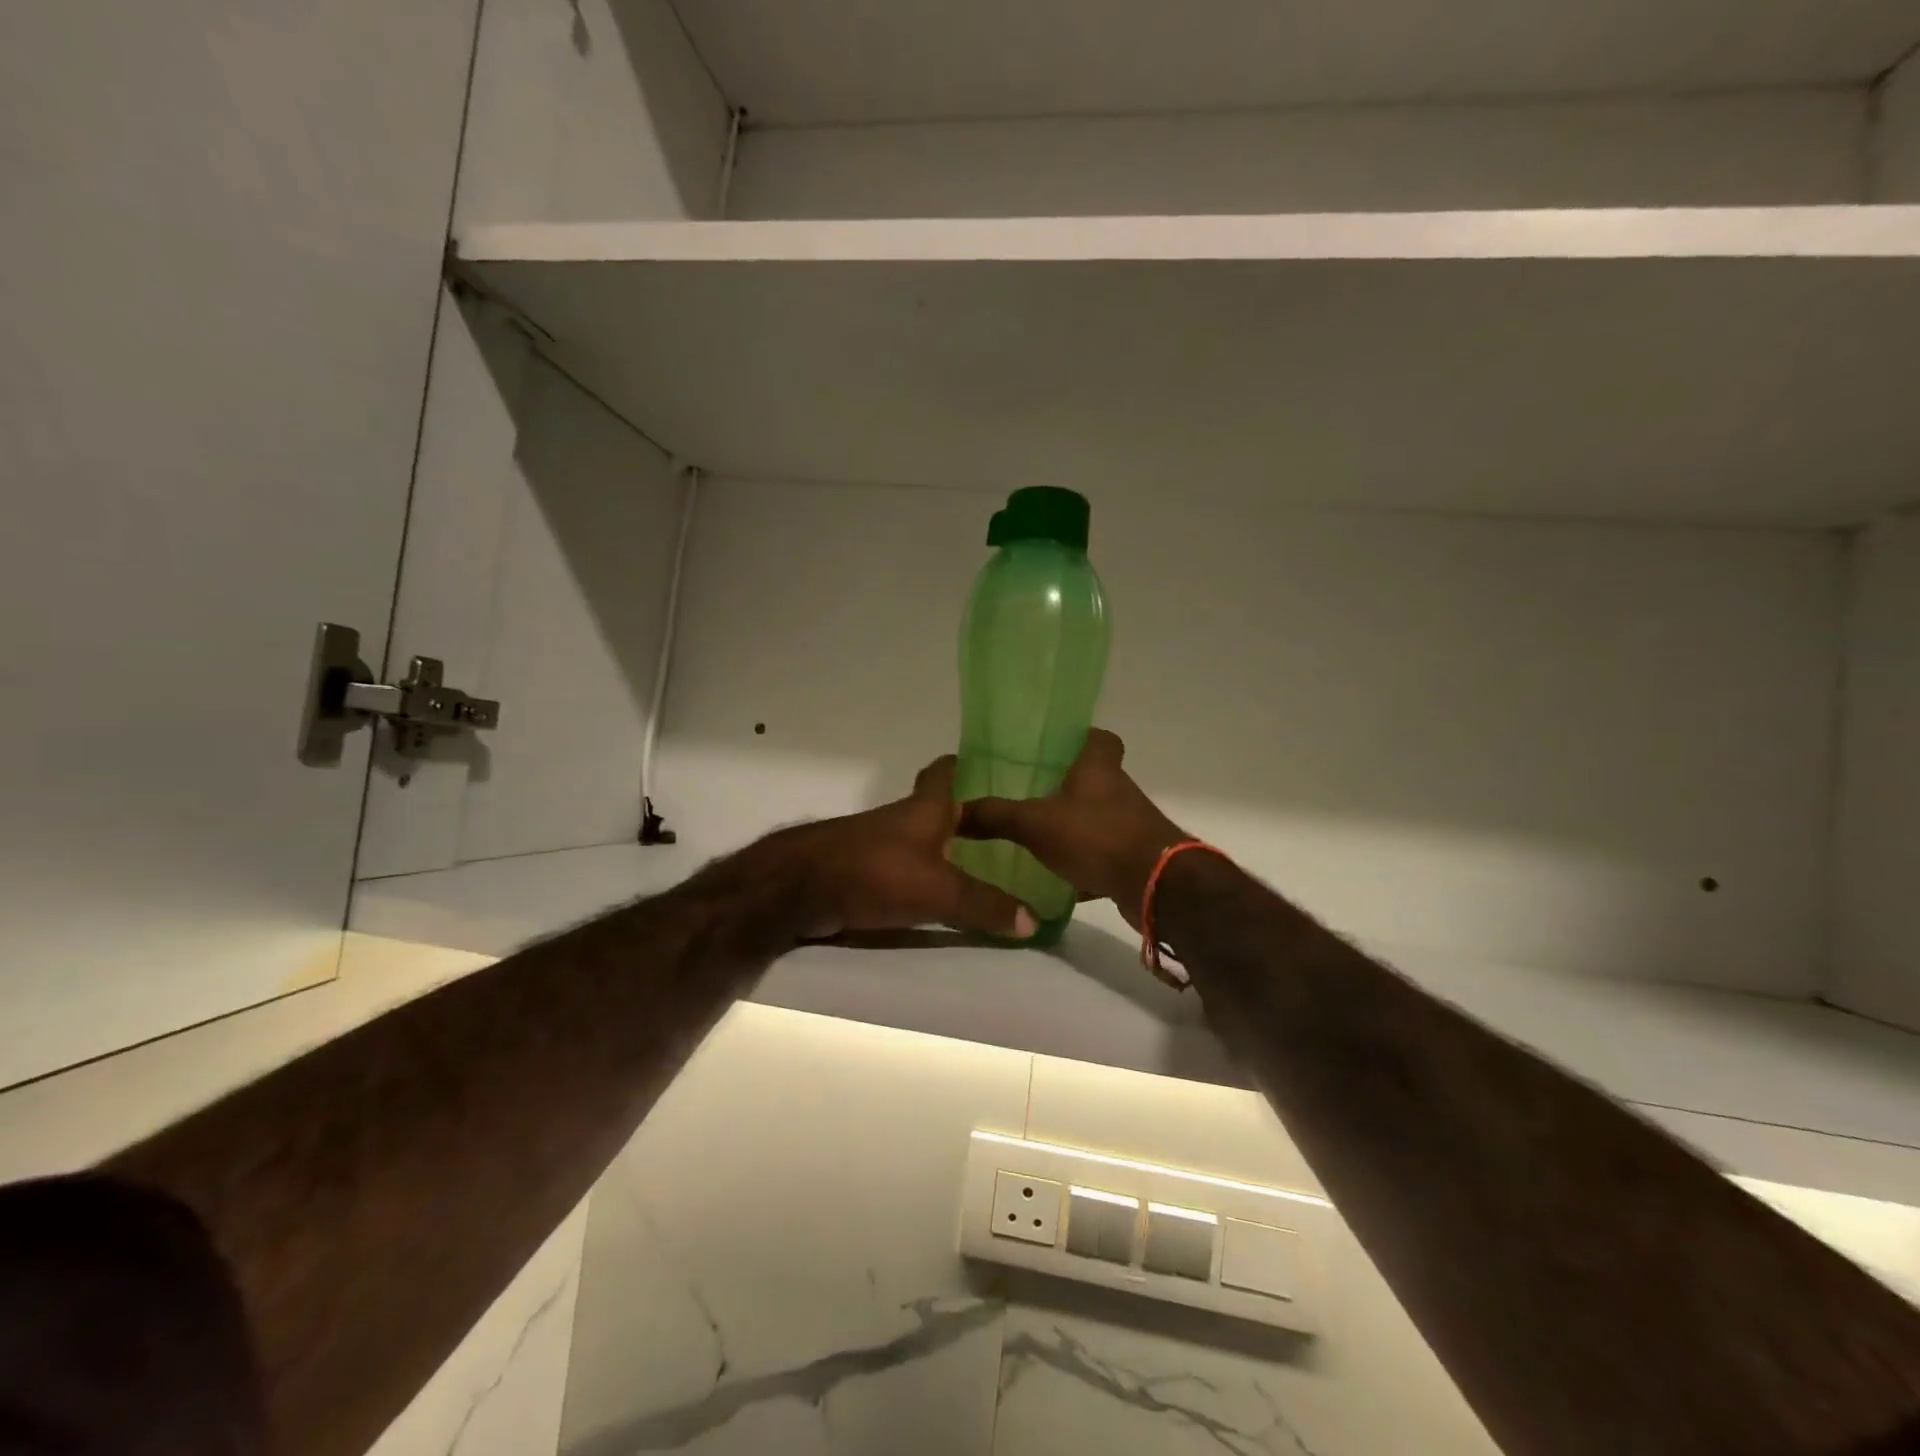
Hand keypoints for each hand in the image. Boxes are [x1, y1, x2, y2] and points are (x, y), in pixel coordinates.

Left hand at [755, 757, 1038, 941]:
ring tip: (985, 866)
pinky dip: (924, 875)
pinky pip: (904, 867)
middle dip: (968, 815)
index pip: (948, 770)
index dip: (970, 766)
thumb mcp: (940, 891)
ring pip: (922, 838)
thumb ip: (986, 905)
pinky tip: (941, 895)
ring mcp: (880, 843)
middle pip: (939, 807)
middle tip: (1006, 831)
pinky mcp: (863, 869)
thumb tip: (1036, 920)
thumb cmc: (876, 872)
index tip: (999, 772)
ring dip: (947, 848)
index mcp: (926, 807)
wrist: (800, 888)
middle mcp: (904, 818)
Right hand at [957, 729, 1186, 931]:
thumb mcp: (1035, 823)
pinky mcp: (1133, 858)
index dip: (1078, 738)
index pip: (1098, 737)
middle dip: (1065, 785)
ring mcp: (1129, 825)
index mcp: (1099, 768)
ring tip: (1034, 833)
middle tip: (1028, 792)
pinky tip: (1055, 875)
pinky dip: (1082, 861)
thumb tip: (954, 811)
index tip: (1050, 747)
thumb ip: (995, 816)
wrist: (1156, 886)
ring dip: (1073, 823)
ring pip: (1096, 816)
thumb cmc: (1097, 837)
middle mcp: (1118, 791)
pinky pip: (1102, 852)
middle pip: (1094, 778)